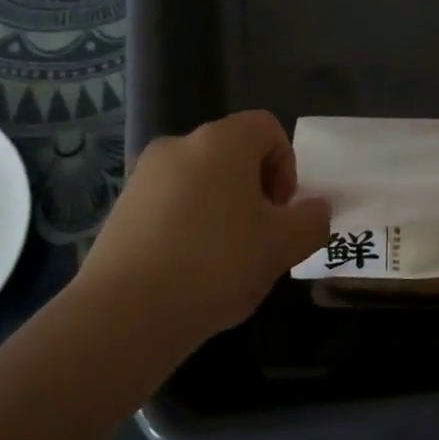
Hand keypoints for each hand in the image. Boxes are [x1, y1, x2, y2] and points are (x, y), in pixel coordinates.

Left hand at [68, 110, 328, 354]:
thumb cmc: (217, 264)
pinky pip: (169, 204)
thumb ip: (311, 221)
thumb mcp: (282, 246)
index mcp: (221, 141)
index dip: (286, 165)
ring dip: (222, 209)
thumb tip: (317, 208)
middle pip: (232, 153)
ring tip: (224, 260)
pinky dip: (188, 224)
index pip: (267, 127)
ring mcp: (144, 175)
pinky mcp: (121, 207)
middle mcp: (179, 145)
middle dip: (254, 191)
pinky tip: (189, 269)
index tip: (281, 211)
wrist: (127, 311)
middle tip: (259, 238)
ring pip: (200, 180)